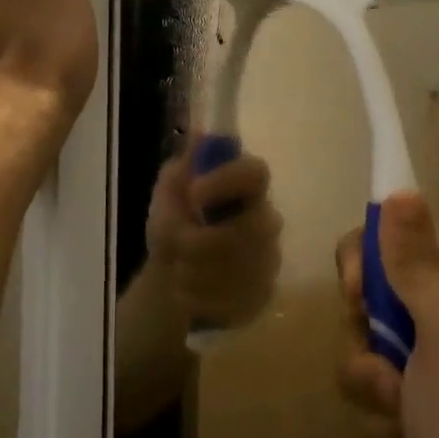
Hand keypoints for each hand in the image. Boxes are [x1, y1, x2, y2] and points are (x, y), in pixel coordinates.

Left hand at [145, 138, 281, 328]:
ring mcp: (269, 259)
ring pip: (242, 271)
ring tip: (176, 269)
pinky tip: (187, 293)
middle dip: (204, 243)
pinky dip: (203, 300)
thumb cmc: (174, 218)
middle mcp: (266, 218)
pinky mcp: (263, 295)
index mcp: (245, 185)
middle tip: (176, 246)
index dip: (227, 181)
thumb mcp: (169, 188)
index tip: (193, 193)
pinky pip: (237, 302)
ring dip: (197, 273)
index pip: (255, 173)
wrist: (170, 269)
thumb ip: (184, 166)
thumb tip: (201, 135)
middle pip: (252, 230)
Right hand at [335, 192, 438, 437]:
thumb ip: (417, 264)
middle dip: (367, 358)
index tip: (358, 299)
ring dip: (376, 415)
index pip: (388, 247)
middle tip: (393, 383)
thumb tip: (401, 190)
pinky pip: (371, 428)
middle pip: (365, 315)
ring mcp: (429, 389)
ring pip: (362, 375)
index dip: (362, 268)